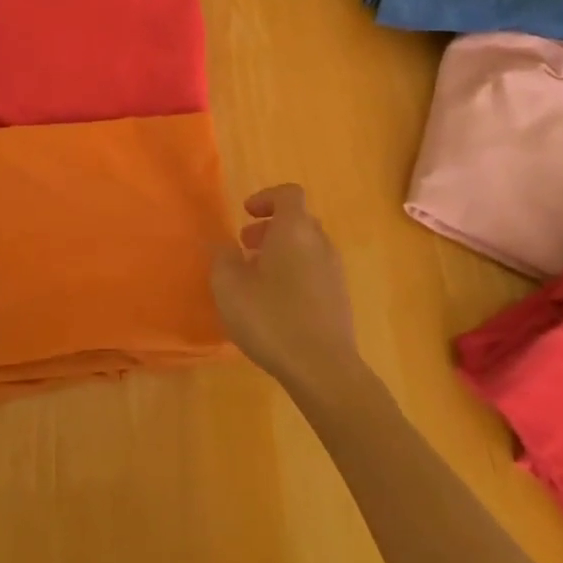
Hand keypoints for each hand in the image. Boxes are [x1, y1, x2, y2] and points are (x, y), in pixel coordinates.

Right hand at [209, 184, 361, 398]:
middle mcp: (320, 243)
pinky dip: (294, 273)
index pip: (288, 194)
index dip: (266, 198)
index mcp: (295, 230)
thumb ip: (223, 259)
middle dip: (270, 227)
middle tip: (245, 246)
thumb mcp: (229, 287)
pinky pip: (314, 271)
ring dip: (281, 252)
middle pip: (298, 220)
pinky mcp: (339, 298)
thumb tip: (226, 247)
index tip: (245, 214)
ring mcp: (334, 271)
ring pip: (306, 247)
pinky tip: (275, 303)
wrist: (323, 368)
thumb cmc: (271, 318)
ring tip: (255, 277)